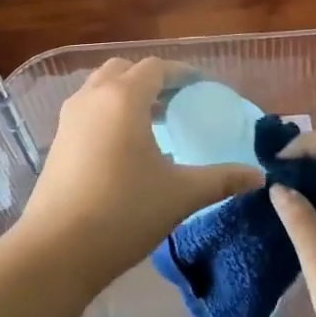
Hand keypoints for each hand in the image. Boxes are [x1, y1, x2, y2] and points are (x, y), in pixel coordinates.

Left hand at [14, 59, 262, 289]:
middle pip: (124, 70)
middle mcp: (93, 98)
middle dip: (152, 80)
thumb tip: (258, 177)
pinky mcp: (57, 141)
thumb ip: (222, 179)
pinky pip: (87, 110)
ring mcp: (69, 119)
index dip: (182, 73)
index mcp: (123, 98)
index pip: (156, 67)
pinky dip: (108, 113)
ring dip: (127, 95)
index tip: (202, 87)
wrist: (58, 248)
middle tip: (177, 102)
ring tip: (153, 123)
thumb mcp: (180, 194)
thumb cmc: (124, 212)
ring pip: (101, 88)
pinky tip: (125, 148)